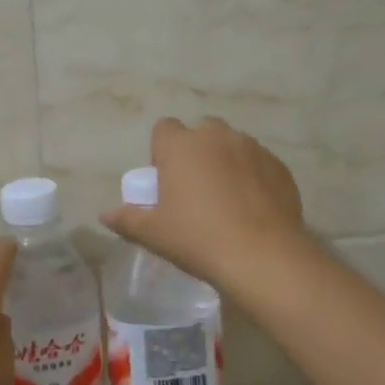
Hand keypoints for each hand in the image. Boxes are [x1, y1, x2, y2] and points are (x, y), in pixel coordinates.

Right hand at [99, 117, 309, 291]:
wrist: (263, 256)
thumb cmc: (197, 238)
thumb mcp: (153, 233)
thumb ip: (126, 219)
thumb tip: (105, 215)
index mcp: (181, 146)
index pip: (163, 128)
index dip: (161, 151)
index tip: (165, 179)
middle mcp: (216, 137)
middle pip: (200, 132)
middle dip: (196, 151)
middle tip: (194, 189)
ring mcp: (252, 148)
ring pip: (232, 145)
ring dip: (225, 162)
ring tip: (226, 199)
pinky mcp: (279, 166)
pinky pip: (258, 163)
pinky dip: (252, 177)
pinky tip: (251, 208)